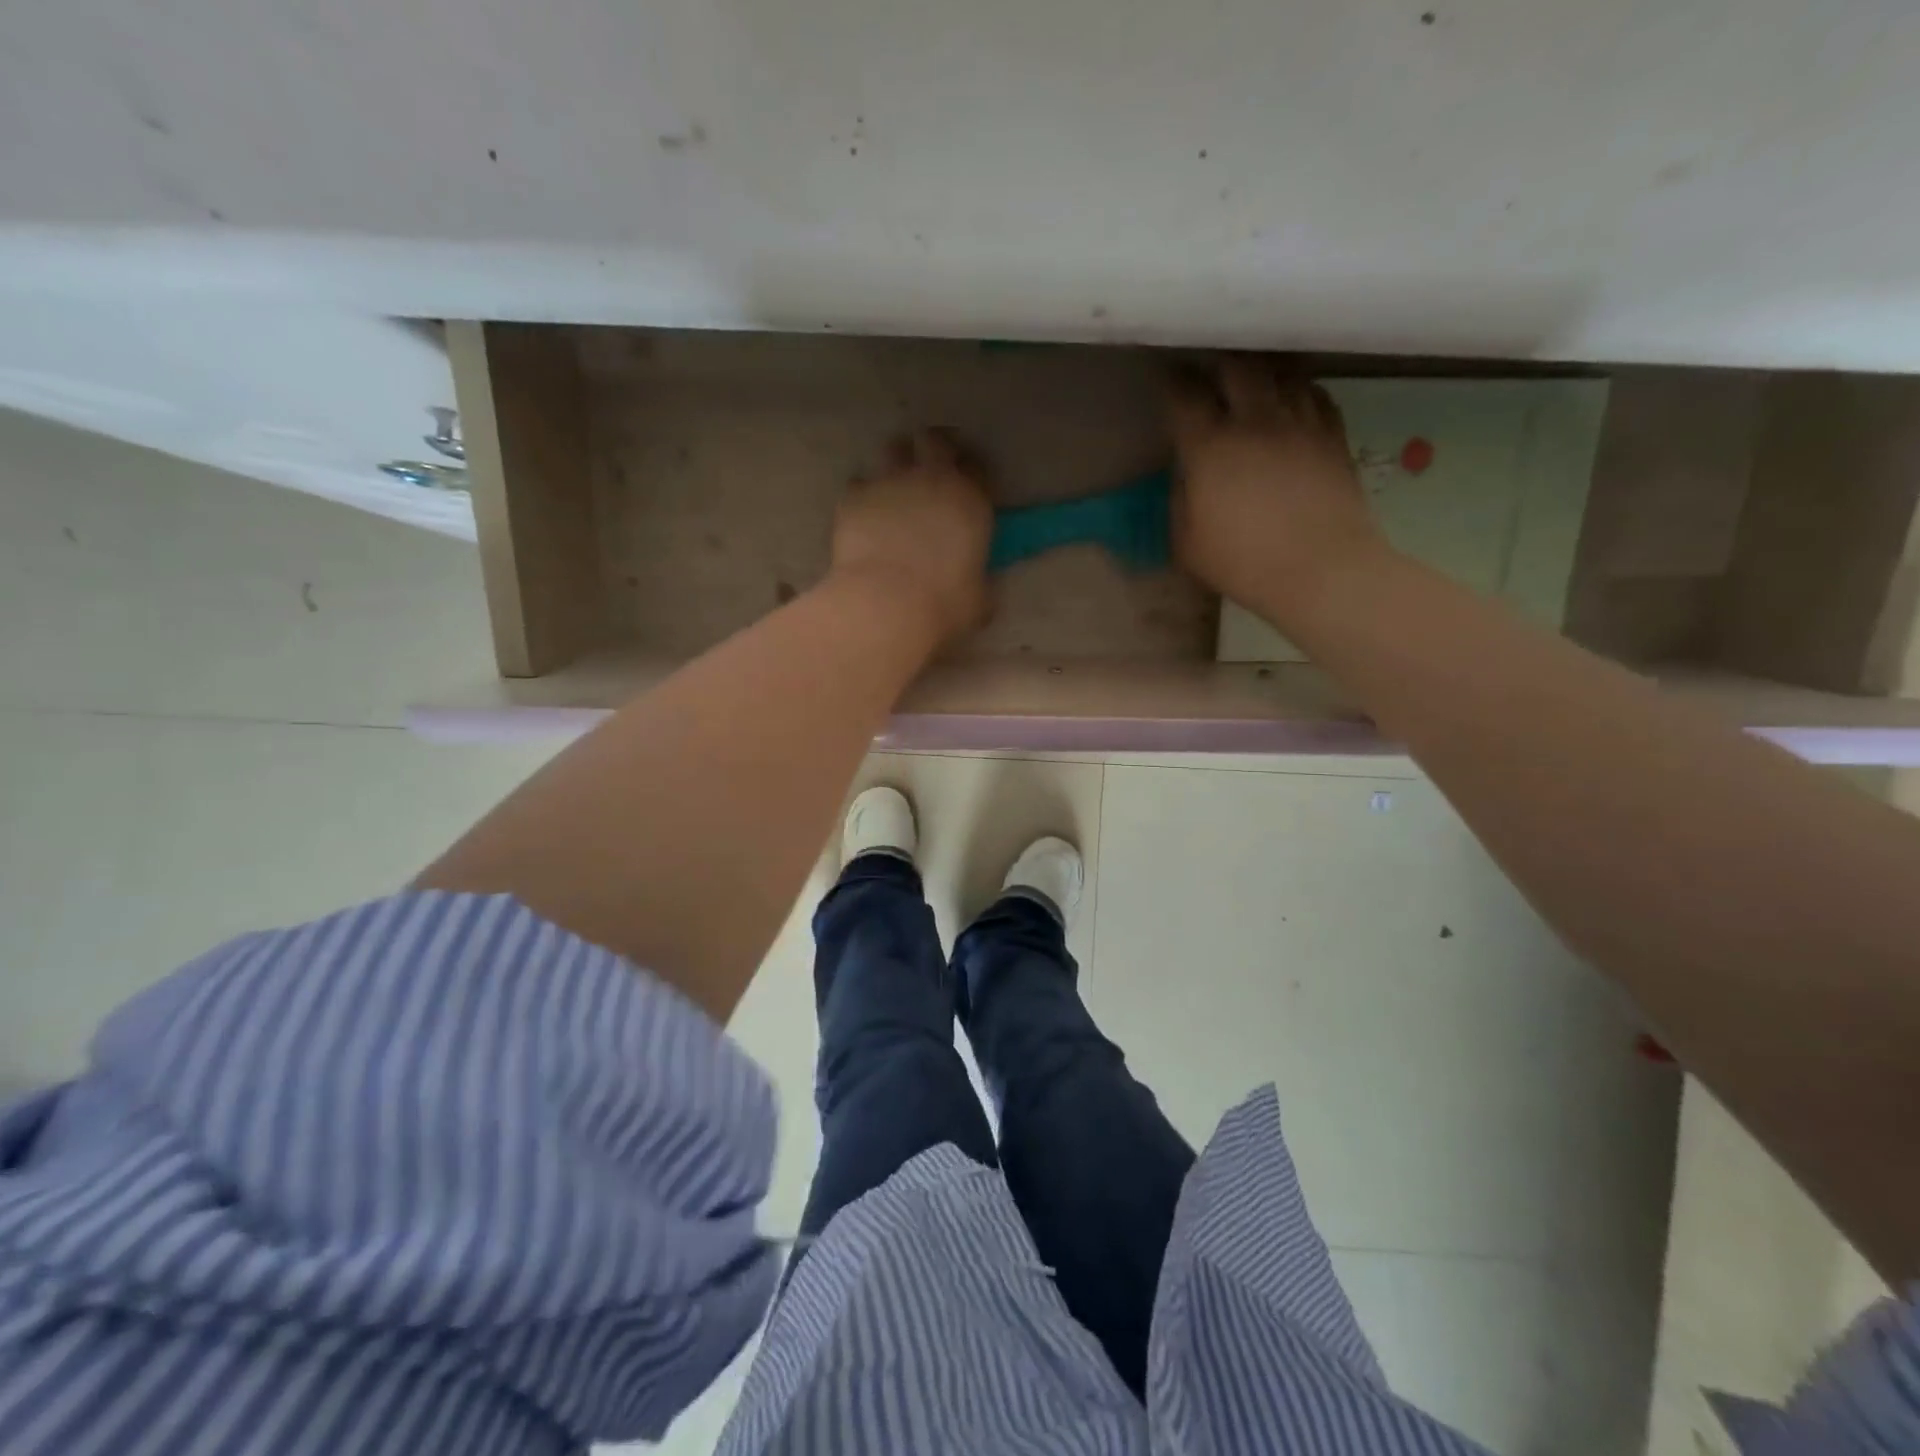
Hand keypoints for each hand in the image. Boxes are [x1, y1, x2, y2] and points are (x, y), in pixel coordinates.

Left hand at [829, 428, 993, 647]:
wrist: (887, 604)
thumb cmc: (944, 604)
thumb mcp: (979, 597)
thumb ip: (979, 579)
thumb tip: (977, 583)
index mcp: (971, 500)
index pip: (978, 467)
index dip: (972, 473)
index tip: (967, 486)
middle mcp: (932, 479)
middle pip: (935, 440)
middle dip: (933, 448)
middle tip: (929, 467)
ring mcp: (890, 482)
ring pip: (893, 449)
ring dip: (896, 463)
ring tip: (894, 487)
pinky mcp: (855, 496)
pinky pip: (858, 483)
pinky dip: (863, 495)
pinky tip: (862, 516)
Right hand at [1168, 359, 1386, 619]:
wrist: (1321, 569)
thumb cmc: (1244, 564)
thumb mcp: (1187, 543)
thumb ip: (1180, 499)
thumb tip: (1186, 473)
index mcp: (1210, 448)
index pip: (1184, 396)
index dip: (1171, 383)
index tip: (1166, 379)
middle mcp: (1255, 420)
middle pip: (1236, 366)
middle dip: (1216, 363)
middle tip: (1208, 372)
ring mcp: (1300, 422)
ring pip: (1280, 371)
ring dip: (1259, 370)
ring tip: (1250, 379)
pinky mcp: (1333, 433)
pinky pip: (1314, 393)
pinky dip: (1296, 390)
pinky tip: (1290, 402)